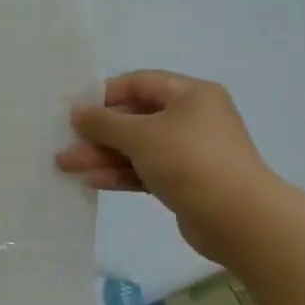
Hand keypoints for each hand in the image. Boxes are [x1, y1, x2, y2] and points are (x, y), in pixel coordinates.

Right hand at [55, 71, 280, 260]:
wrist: (241, 220)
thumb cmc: (191, 161)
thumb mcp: (141, 135)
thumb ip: (104, 122)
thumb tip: (77, 113)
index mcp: (190, 95)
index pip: (139, 83)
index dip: (104, 94)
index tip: (74, 109)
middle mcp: (191, 118)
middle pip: (135, 117)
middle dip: (98, 132)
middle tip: (64, 142)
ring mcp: (189, 152)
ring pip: (137, 147)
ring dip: (102, 155)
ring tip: (66, 166)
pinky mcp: (184, 182)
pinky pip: (145, 170)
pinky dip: (120, 173)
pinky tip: (91, 181)